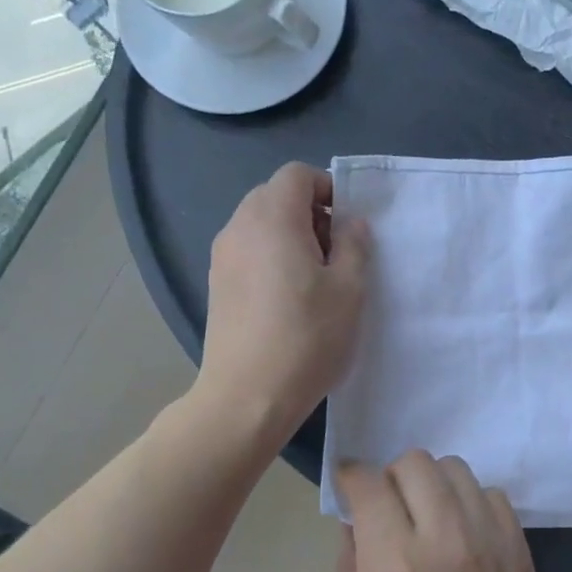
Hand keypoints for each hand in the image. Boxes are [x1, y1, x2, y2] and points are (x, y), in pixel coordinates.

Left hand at [198, 163, 369, 440]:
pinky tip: (289, 298)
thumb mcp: (349, 289)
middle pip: (275, 195)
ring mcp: (222, 257)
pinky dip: (271, 256)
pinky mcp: (216, 284)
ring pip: (260, 224)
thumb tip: (350, 224)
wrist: (247, 396)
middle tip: (337, 252)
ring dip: (291, 236)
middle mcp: (239, 227)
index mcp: (272, 218)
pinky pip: (248, 250)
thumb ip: (354, 245)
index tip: (348, 225)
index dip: (328, 189)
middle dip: (311, 212)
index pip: (297, 174)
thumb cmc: (306, 338)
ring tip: (316, 278)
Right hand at [336, 452, 554, 571]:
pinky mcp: (519, 545)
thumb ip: (352, 566)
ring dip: (433, 485)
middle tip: (391, 509)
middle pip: (414, 463)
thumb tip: (353, 520)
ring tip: (430, 517)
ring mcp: (488, 538)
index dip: (352, 480)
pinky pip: (490, 494)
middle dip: (392, 478)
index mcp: (395, 566)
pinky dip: (470, 503)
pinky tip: (465, 534)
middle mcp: (443, 538)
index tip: (351, 492)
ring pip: (455, 469)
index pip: (369, 483)